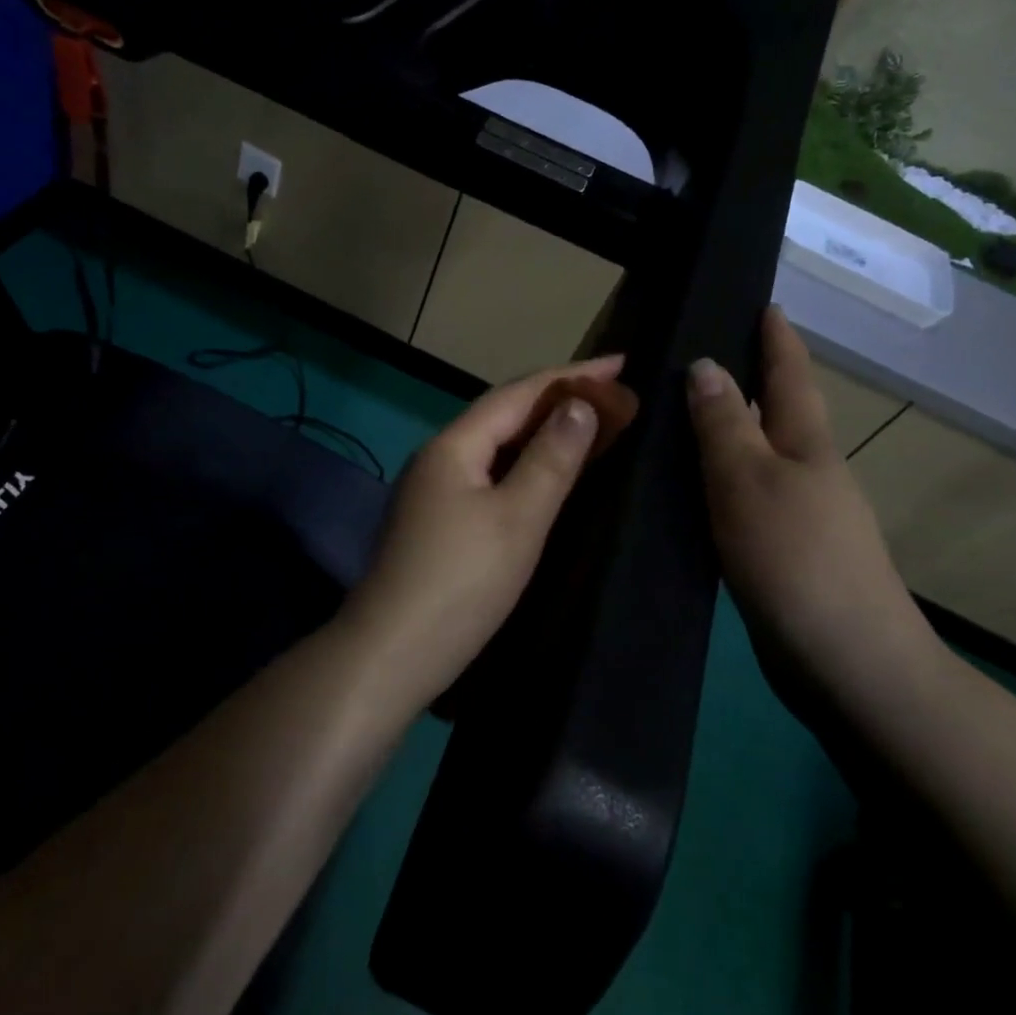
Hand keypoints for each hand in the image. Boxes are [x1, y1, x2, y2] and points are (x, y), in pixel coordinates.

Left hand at [338, 355, 620, 716]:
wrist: (393, 652)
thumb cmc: (462, 582)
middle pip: (502, 416)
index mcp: (454, 446)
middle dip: (557, 401)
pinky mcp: (436, 523)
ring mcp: (432, 492)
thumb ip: (551, 458)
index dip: (571, 376)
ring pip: (495, 448)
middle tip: (613, 396)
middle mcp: (438, 458)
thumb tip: (579, 404)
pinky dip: (523, 467)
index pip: (518, 394)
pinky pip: (488, 477)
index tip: (622, 362)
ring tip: (590, 428)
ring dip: (540, 434)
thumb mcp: (518, 517)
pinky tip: (545, 478)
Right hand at [687, 308, 928, 698]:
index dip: (776, 337)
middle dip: (747, 380)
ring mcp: (799, 514)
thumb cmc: (796, 557)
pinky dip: (718, 480)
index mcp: (806, 444)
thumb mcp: (749, 481)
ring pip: (757, 457)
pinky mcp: (782, 552)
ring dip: (727, 432)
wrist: (845, 660)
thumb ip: (725, 425)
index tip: (763, 301)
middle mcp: (808, 471)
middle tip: (695, 356)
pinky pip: (744, 497)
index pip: (790, 374)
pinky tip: (687, 491)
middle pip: (777, 412)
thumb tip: (705, 365)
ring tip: (678, 417)